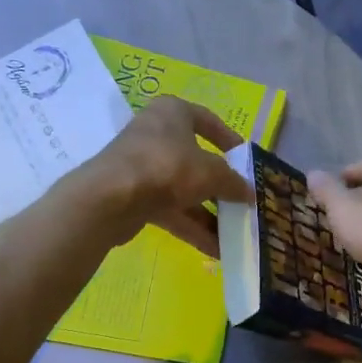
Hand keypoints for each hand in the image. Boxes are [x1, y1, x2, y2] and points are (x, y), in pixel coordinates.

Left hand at [77, 95, 252, 256]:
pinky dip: (192, 228)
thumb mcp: (211, 172)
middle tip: (244, 203)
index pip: (208, 120)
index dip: (230, 140)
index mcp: (173, 113)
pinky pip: (171, 211)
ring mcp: (143, 168)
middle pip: (196, 161)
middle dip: (221, 186)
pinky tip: (215, 249)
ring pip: (184, 191)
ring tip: (235, 234)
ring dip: (209, 214)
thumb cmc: (167, 167)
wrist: (111, 198)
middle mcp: (156, 135)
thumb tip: (250, 193)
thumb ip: (233, 182)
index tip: (246, 160)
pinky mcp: (135, 197)